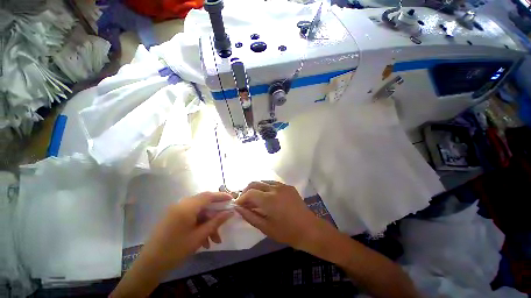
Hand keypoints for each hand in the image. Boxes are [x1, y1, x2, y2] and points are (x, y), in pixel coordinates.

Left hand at [140, 192, 233, 269]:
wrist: (149, 265)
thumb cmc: (175, 250)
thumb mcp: (199, 236)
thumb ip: (216, 222)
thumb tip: (230, 212)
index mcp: (187, 206)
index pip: (208, 196)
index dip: (221, 196)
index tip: (232, 199)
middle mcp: (181, 204)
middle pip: (204, 204)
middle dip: (215, 215)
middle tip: (224, 223)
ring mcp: (176, 211)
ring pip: (198, 213)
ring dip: (208, 224)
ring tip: (214, 240)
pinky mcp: (173, 217)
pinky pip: (191, 217)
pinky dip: (199, 226)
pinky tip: (204, 240)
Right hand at [235, 181, 332, 251]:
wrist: (309, 229)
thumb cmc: (286, 232)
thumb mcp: (265, 227)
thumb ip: (250, 216)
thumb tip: (238, 208)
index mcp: (268, 199)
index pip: (249, 192)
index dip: (241, 198)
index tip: (238, 205)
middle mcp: (274, 188)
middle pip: (255, 183)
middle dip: (246, 191)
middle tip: (244, 201)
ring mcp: (282, 185)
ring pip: (263, 181)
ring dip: (256, 188)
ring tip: (254, 199)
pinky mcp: (288, 186)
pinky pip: (273, 183)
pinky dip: (265, 188)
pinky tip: (267, 197)